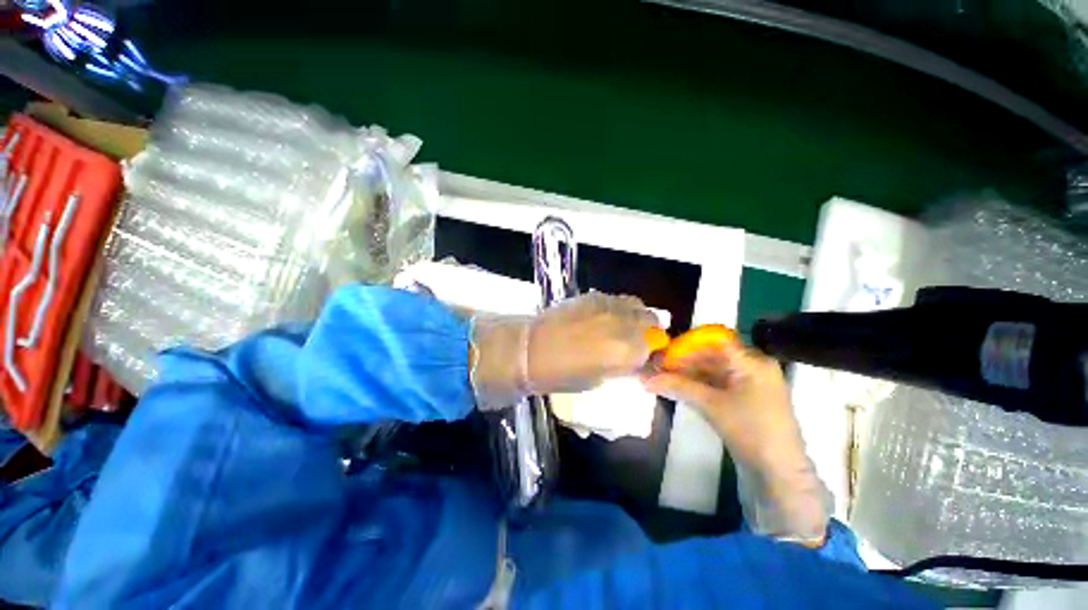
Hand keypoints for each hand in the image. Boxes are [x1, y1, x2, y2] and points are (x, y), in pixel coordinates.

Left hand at [528, 292, 658, 393]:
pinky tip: (603, 318)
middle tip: (636, 341)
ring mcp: (609, 306)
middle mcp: (625, 324)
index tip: (647, 357)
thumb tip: (635, 360)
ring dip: (635, 316)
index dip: (654, 352)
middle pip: (651, 320)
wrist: (531, 350)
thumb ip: (623, 367)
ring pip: (636, 305)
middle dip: (649, 331)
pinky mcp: (593, 295)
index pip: (657, 348)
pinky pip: (616, 299)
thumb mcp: (600, 380)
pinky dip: (617, 308)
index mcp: (629, 352)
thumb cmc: (563, 375)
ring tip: (621, 326)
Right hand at [643, 341, 803, 468]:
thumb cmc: (750, 430)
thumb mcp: (712, 405)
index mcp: (752, 362)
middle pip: (712, 355)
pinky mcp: (746, 400)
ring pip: (713, 370)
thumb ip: (678, 386)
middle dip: (684, 360)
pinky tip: (678, 387)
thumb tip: (646, 378)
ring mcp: (751, 384)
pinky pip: (718, 384)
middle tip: (658, 366)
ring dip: (688, 373)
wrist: (780, 473)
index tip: (664, 350)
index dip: (688, 343)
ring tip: (663, 377)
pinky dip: (698, 385)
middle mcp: (753, 367)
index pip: (715, 340)